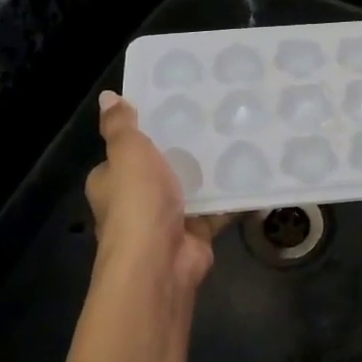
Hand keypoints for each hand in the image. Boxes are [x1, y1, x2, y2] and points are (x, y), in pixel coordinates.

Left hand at [65, 93, 230, 361]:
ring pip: (191, 186)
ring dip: (209, 169)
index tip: (172, 104)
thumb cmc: (137, 204)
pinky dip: (233, 195)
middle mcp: (135, 201)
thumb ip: (120, 126)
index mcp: (112, 180)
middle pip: (161, 166)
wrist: (159, 265)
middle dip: (183, 147)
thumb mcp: (127, 153)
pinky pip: (217, 207)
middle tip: (213, 114)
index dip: (144, 130)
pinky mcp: (195, 233)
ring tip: (238, 133)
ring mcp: (166, 219)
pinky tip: (254, 170)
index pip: (125, 149)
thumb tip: (107, 96)